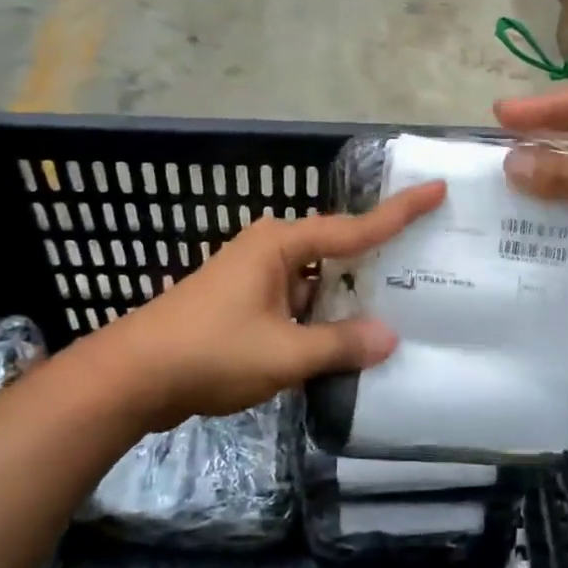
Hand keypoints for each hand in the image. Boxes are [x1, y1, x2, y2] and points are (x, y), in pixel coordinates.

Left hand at [93, 181, 445, 431]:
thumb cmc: (209, 351)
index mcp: (281, 244)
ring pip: (318, 281)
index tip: (437, 189)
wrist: (131, 377)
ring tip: (399, 308)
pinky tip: (347, 339)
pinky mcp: (245, 303)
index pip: (355, 226)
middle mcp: (271, 249)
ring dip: (347, 298)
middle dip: (377, 261)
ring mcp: (255, 276)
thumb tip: (389, 338)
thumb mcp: (283, 353)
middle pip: (338, 250)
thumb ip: (339, 346)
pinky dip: (322, 317)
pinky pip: (298, 301)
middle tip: (428, 263)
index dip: (400, 212)